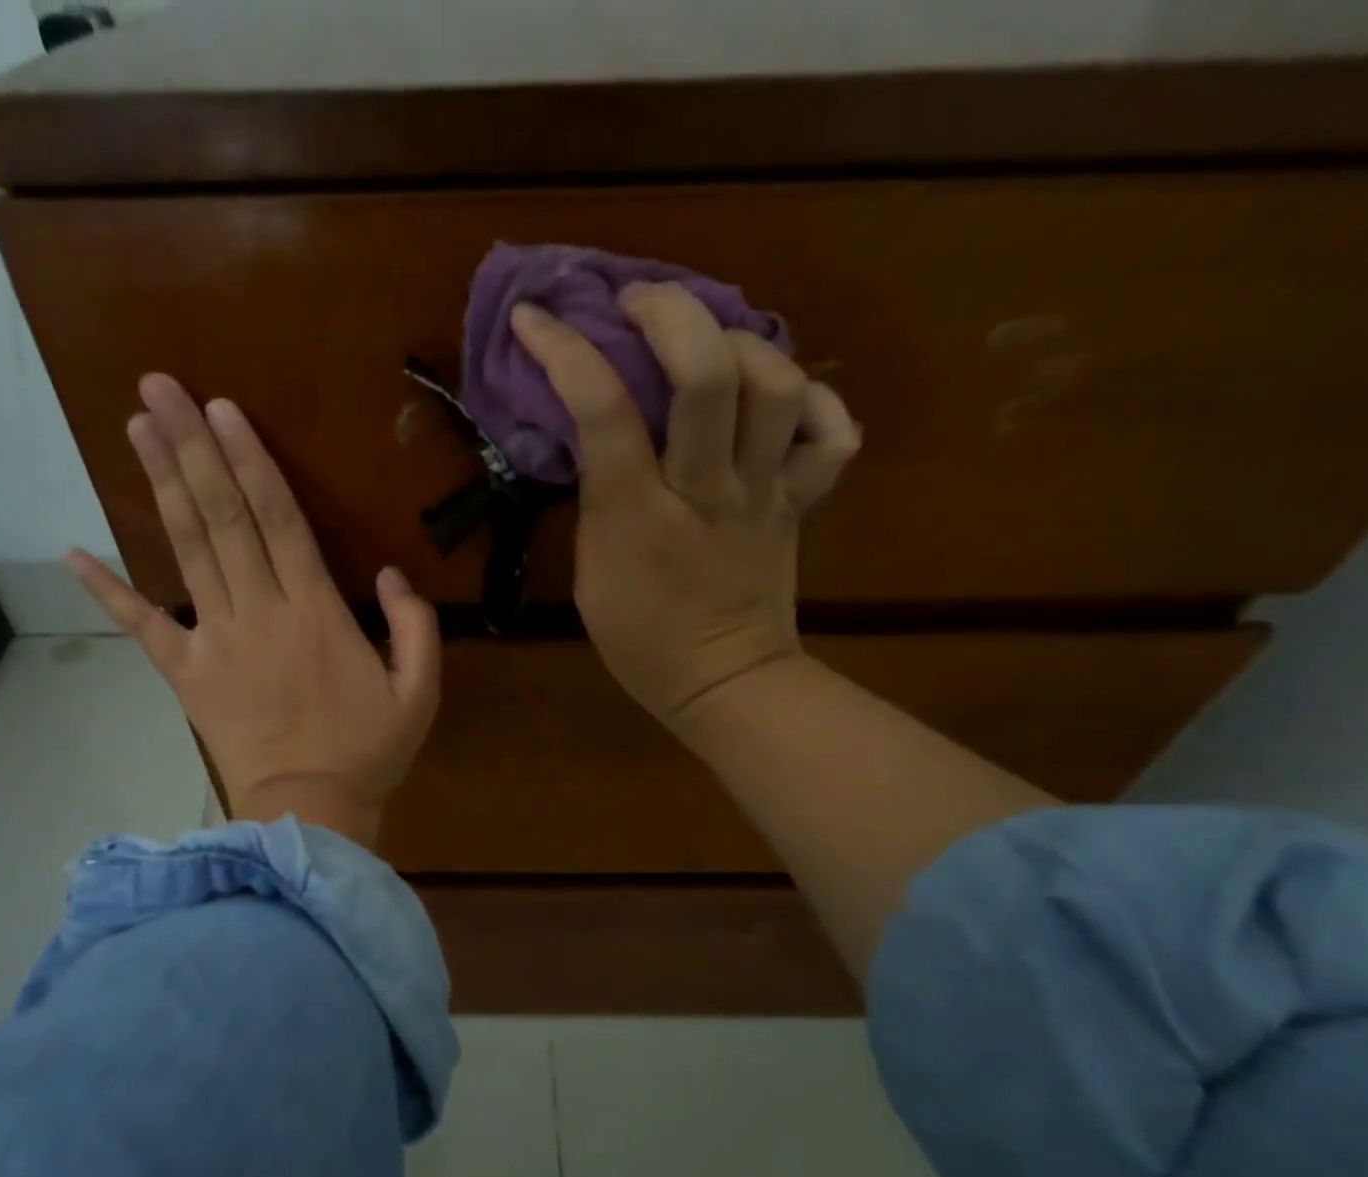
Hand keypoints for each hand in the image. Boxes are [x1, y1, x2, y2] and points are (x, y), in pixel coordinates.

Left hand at [68, 374, 440, 849]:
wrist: (309, 813)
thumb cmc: (368, 752)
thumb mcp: (420, 692)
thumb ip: (416, 626)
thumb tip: (392, 574)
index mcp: (315, 611)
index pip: (277, 519)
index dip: (249, 460)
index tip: (221, 409)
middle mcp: (259, 611)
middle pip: (221, 517)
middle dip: (192, 449)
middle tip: (159, 387)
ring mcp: (215, 641)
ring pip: (187, 551)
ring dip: (162, 487)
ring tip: (137, 427)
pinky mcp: (186, 675)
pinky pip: (144, 627)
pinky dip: (108, 591)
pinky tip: (73, 554)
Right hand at [510, 283, 859, 738]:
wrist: (725, 683)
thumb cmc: (641, 641)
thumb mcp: (590, 575)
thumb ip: (595, 501)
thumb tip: (595, 436)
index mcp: (638, 517)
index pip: (603, 411)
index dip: (566, 351)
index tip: (537, 317)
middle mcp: (707, 491)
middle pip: (708, 374)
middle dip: (670, 313)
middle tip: (639, 303)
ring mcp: (764, 494)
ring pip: (776, 387)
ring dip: (740, 344)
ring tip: (710, 343)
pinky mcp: (800, 503)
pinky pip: (831, 436)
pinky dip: (816, 402)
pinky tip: (783, 399)